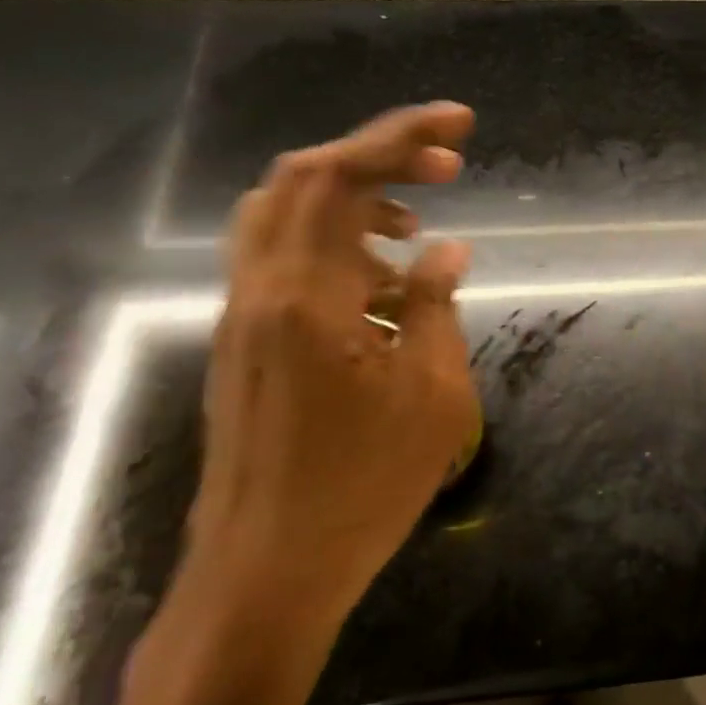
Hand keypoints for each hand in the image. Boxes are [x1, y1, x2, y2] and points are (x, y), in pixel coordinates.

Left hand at [185, 101, 481, 635]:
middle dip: (379, 155)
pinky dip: (338, 244)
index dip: (401, 135)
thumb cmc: (358, 490)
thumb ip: (434, 305)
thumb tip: (445, 249)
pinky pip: (286, 260)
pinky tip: (385, 287)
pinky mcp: (246, 343)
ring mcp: (245, 317)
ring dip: (354, 200)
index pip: (342, 177)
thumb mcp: (429, 395)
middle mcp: (262, 291)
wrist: (261, 580)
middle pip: (303, 179)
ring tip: (415, 226)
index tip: (460, 124)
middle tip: (446, 166)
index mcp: (306, 297)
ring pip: (285, 215)